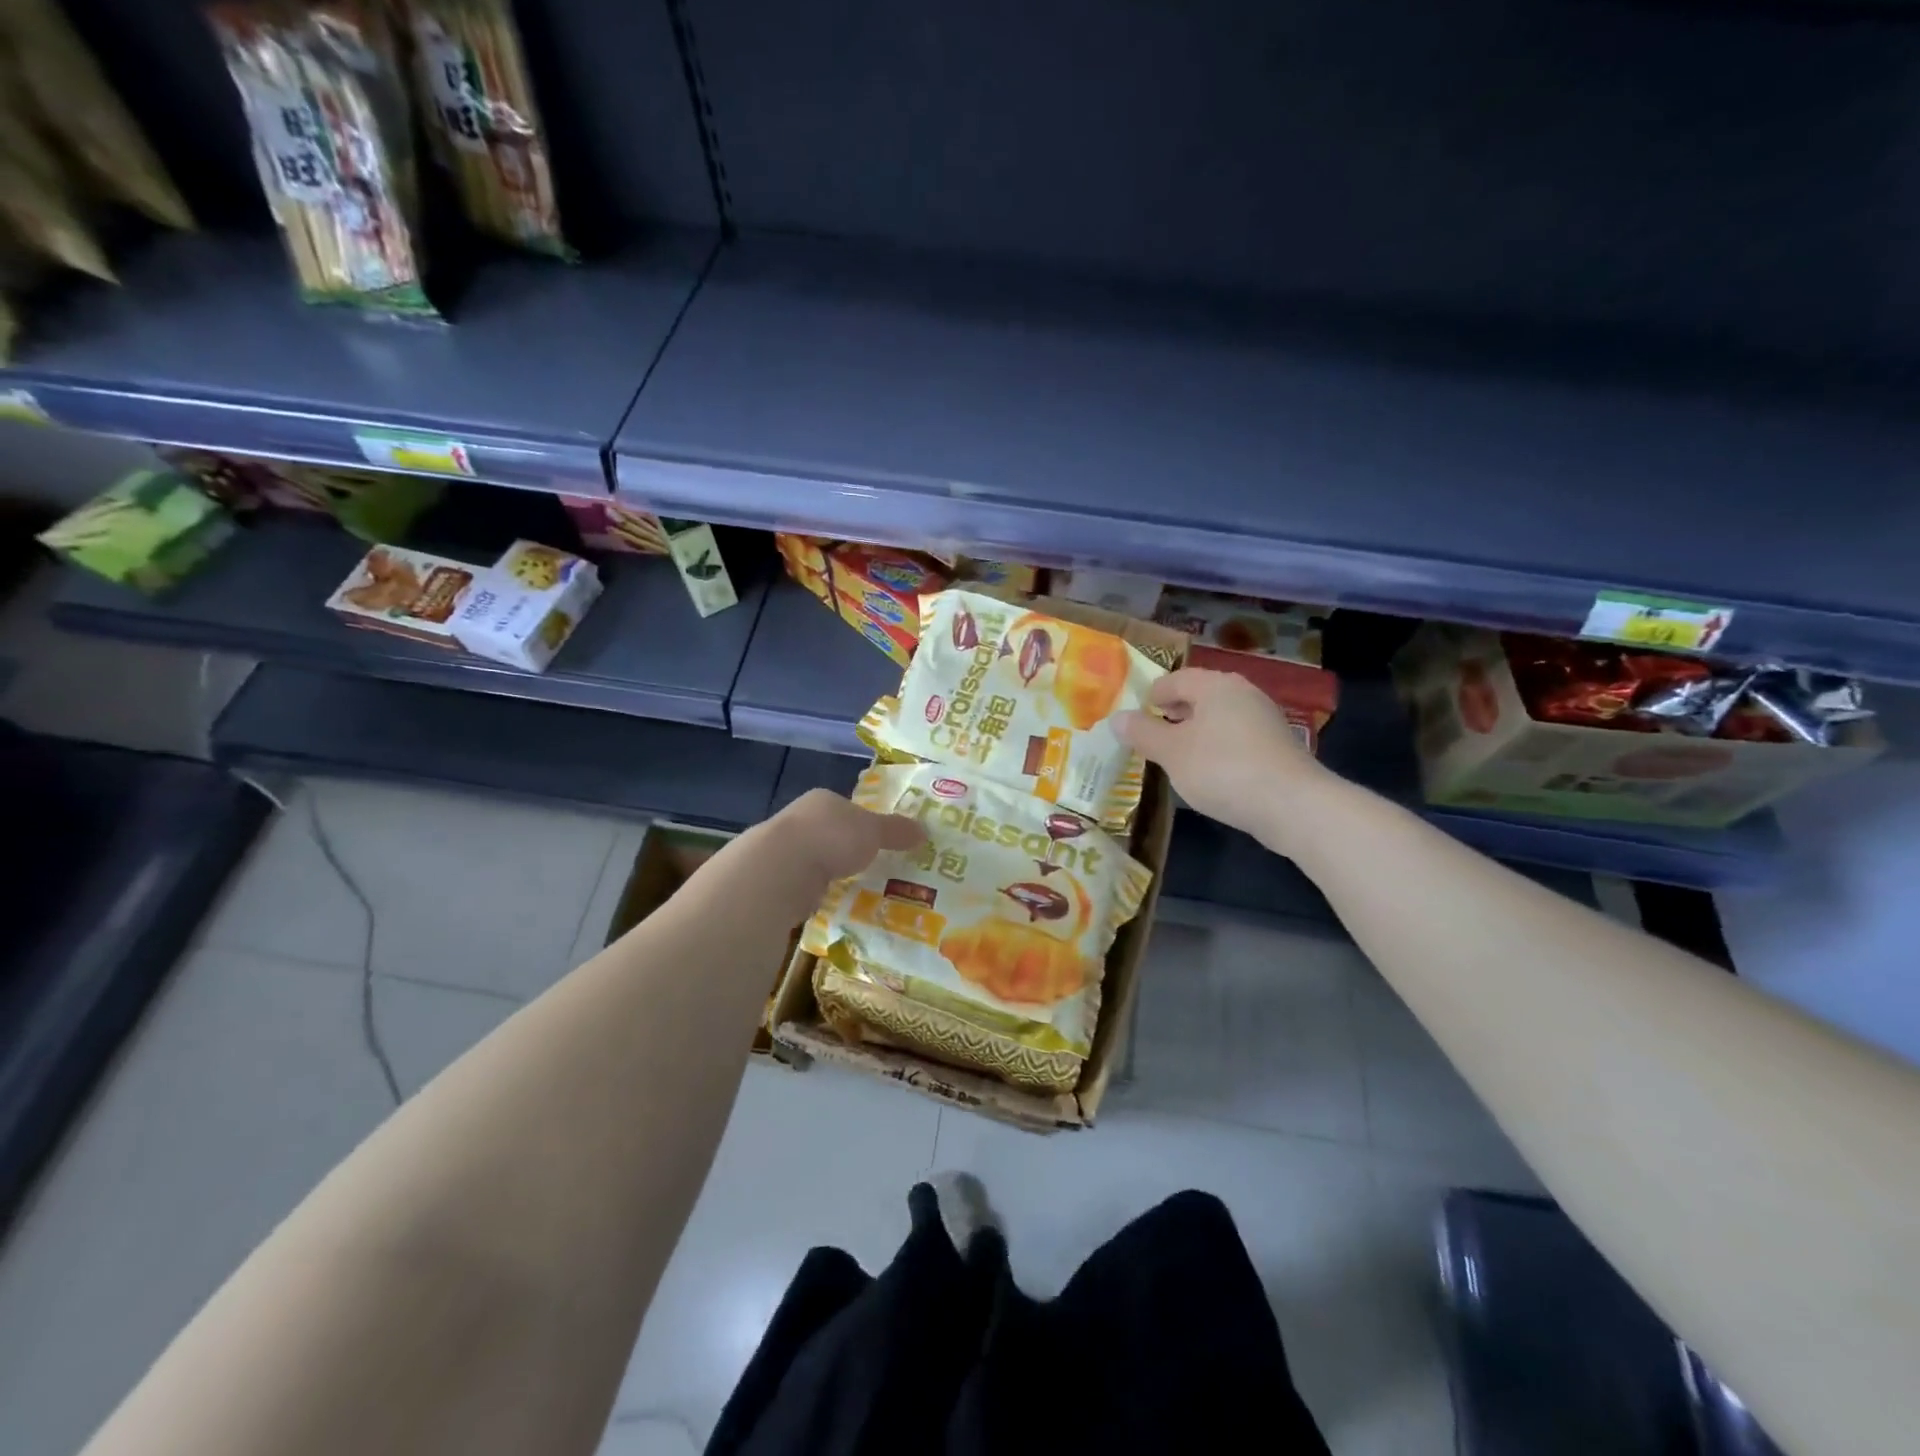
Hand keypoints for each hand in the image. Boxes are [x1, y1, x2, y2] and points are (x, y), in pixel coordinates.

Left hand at [737, 789, 925, 924]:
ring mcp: (784, 850)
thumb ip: (896, 830)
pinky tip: (831, 904)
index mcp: (823, 801)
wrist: (780, 870)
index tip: (881, 843)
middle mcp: (800, 819)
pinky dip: (817, 893)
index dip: (866, 824)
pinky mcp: (776, 880)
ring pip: (816, 860)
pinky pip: (805, 886)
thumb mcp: (873, 831)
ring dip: (831, 873)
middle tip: (873, 869)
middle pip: (831, 833)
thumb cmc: (832, 838)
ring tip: (856, 890)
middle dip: (848, 850)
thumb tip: (923, 831)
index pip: (848, 808)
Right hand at [1114, 669, 1325, 840]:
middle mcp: (1243, 693)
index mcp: (1216, 685)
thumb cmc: (1221, 769)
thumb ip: (1143, 733)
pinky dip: (1217, 747)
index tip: (1137, 712)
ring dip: (1196, 730)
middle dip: (1175, 711)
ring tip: (1177, 754)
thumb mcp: (1171, 752)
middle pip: (1201, 695)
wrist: (1291, 805)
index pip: (1176, 678)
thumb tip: (1116, 718)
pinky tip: (1209, 771)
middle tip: (1153, 732)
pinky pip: (1236, 738)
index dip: (1153, 694)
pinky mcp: (1277, 747)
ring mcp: (1265, 720)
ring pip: (1220, 717)